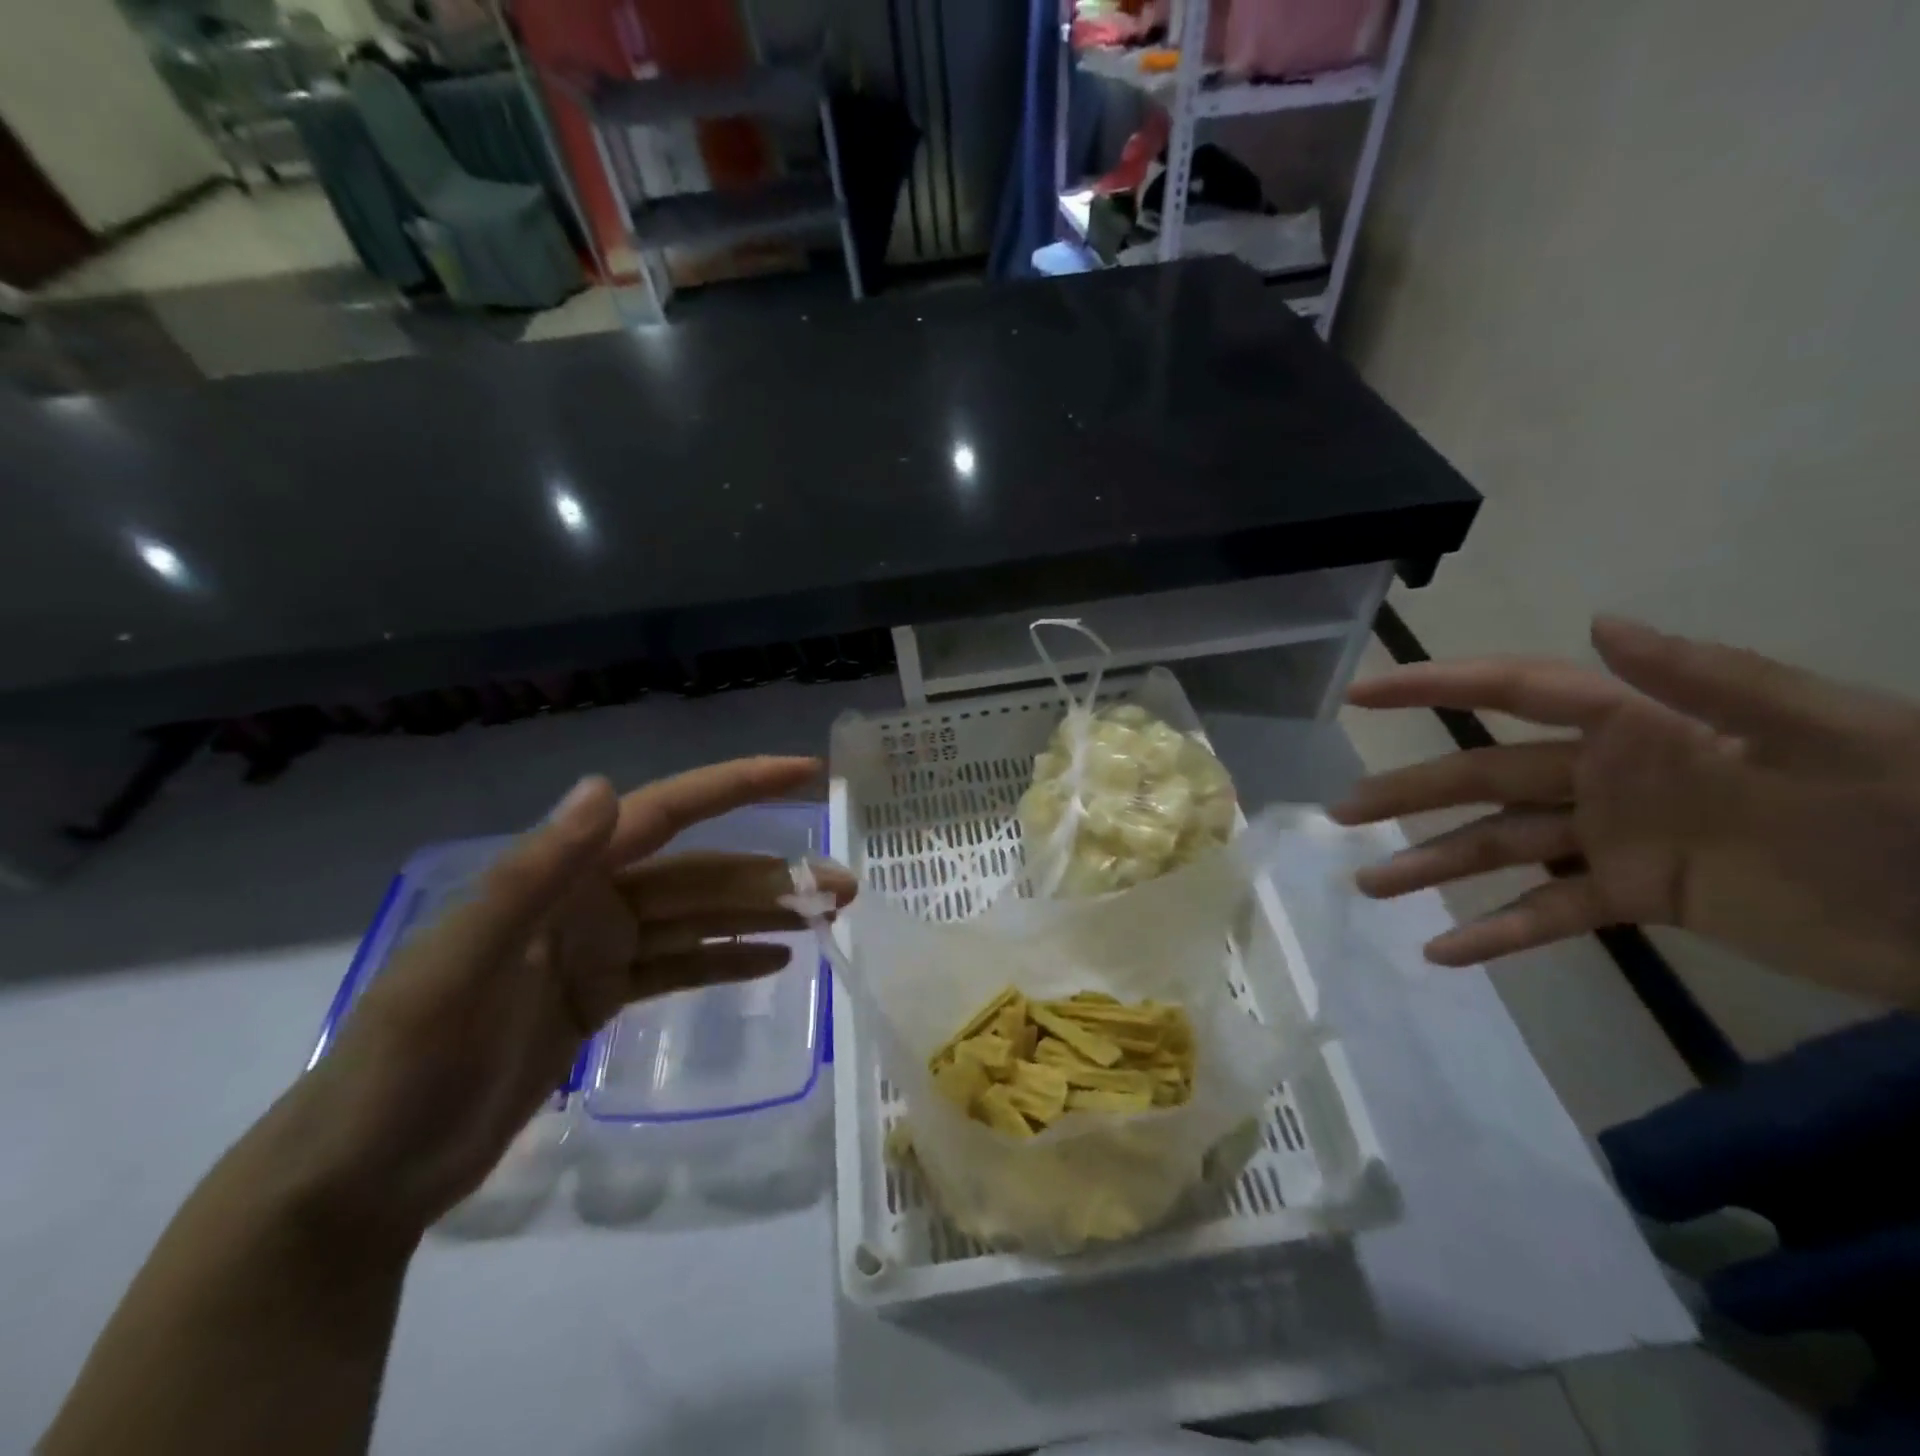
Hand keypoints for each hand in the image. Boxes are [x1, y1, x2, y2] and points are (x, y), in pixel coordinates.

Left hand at [294, 758, 855, 1239]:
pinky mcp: (602, 999)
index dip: (737, 785)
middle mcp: (590, 901)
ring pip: (699, 919)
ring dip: (763, 915)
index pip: (666, 813)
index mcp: (563, 879)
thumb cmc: (401, 1071)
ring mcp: (599, 952)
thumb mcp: (454, 972)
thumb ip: (530, 876)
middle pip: (702, 874)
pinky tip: (775, 960)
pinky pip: (681, 967)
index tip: (802, 771)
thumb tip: (604, 786)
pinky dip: (727, 959)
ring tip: (829, 917)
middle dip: (774, 874)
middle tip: (845, 885)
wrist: (358, 1182)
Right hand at [1331, 617, 1919, 1004]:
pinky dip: (1500, 931)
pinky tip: (1445, 952)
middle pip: (1484, 778)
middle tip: (1341, 812)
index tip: (1360, 695)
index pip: (1514, 694)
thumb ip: (1712, 679)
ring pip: (1502, 846)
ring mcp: (1619, 838)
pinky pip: (1554, 912)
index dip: (1433, 688)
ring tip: (1372, 884)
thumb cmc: (1913, 814)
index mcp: (1641, 726)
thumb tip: (1597, 626)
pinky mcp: (1641, 897)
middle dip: (1409, 792)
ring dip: (1436, 865)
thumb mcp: (1836, 733)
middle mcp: (1609, 776)